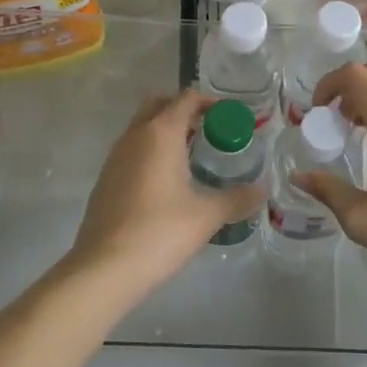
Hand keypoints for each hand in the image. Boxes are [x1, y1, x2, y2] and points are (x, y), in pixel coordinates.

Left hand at [65, 90, 261, 295]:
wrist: (105, 268)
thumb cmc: (160, 231)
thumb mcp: (207, 215)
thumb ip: (237, 198)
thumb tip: (261, 190)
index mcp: (160, 134)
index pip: (186, 99)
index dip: (210, 102)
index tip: (230, 117)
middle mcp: (134, 136)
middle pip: (159, 105)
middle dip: (183, 110)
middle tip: (209, 130)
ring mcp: (115, 158)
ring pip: (142, 128)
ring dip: (165, 132)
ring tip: (192, 156)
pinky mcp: (106, 180)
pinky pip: (131, 151)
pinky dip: (150, 153)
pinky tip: (167, 183)